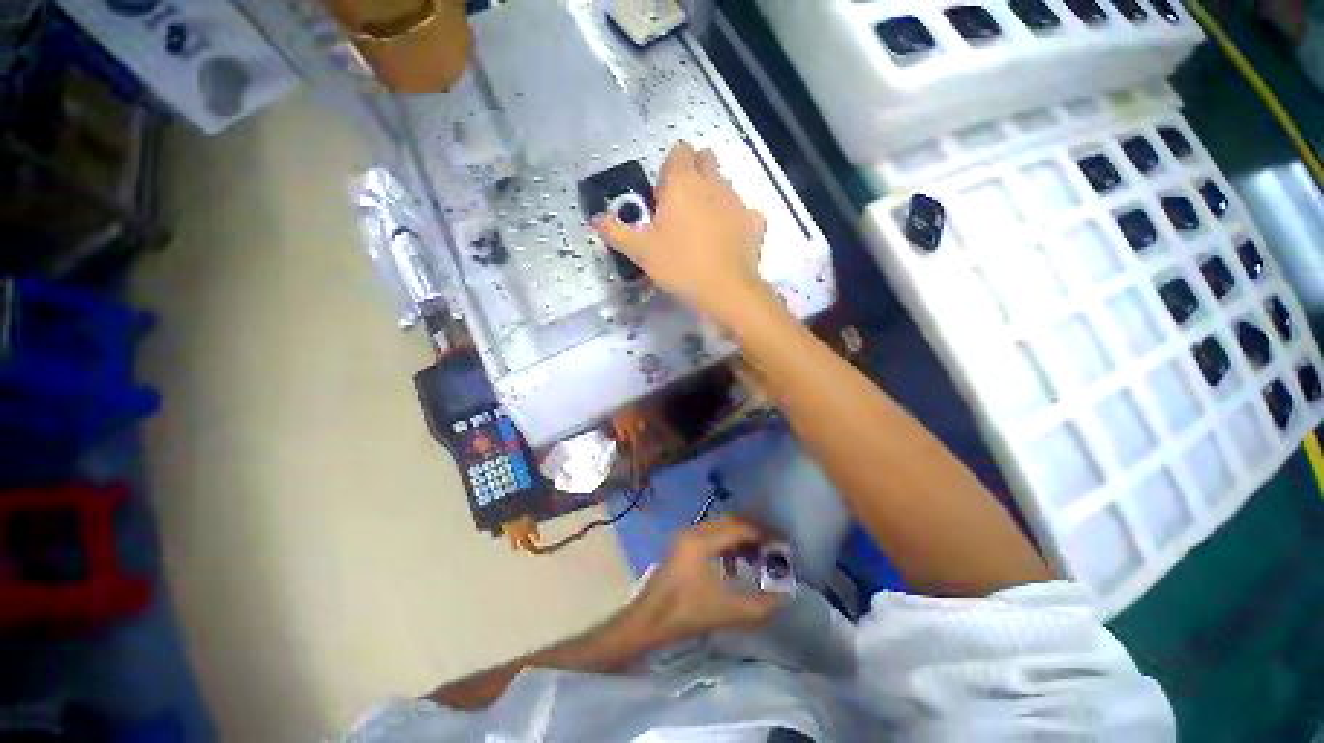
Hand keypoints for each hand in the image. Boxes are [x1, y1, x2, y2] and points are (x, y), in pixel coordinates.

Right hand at [595, 142, 772, 327]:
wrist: (725, 291)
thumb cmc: (679, 266)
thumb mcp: (640, 252)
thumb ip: (616, 232)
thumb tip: (596, 219)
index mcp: (683, 183)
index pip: (679, 151)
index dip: (669, 170)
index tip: (663, 197)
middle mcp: (713, 183)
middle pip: (705, 160)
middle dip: (694, 174)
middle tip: (682, 208)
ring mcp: (738, 201)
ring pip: (725, 186)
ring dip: (713, 197)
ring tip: (703, 231)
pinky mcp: (755, 222)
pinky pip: (745, 212)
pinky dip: (736, 221)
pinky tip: (728, 242)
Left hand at [627, 515, 784, 644]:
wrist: (648, 620)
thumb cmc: (685, 613)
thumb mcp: (726, 611)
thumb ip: (760, 605)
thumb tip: (785, 596)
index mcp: (702, 541)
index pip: (739, 527)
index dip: (764, 532)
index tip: (783, 541)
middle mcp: (694, 531)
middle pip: (730, 522)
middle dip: (753, 532)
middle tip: (773, 546)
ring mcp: (685, 536)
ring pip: (720, 527)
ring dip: (740, 537)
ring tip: (757, 556)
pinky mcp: (682, 545)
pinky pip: (711, 535)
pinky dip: (726, 544)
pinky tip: (734, 565)